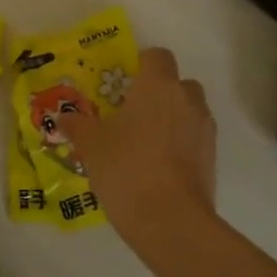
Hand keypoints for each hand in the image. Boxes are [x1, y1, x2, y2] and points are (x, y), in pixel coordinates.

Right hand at [71, 47, 217, 241]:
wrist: (170, 220)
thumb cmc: (127, 168)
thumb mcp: (91, 145)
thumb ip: (78, 125)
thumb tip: (64, 117)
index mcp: (158, 86)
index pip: (157, 56)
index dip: (141, 63)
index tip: (122, 82)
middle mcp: (187, 100)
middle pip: (177, 83)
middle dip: (158, 93)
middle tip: (131, 113)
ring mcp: (204, 129)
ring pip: (188, 111)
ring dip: (170, 119)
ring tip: (143, 144)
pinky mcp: (212, 157)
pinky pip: (194, 138)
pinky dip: (179, 144)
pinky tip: (156, 167)